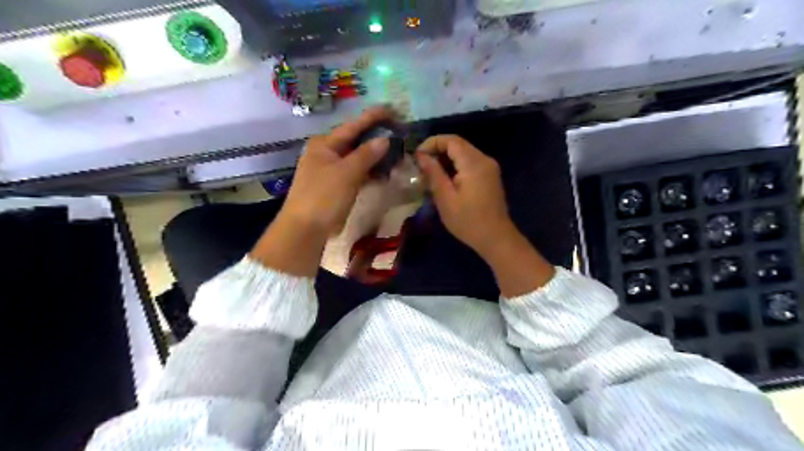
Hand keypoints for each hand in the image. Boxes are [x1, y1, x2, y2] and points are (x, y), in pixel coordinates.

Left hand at [250, 107, 393, 278]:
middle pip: (356, 140)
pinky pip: (357, 173)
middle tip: (399, 132)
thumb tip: (385, 140)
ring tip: (398, 151)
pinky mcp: (336, 185)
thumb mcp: (346, 173)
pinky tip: (385, 172)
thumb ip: (366, 154)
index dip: (373, 117)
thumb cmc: (323, 196)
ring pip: (358, 158)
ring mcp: (331, 170)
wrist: (306, 229)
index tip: (393, 109)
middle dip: (377, 137)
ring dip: (376, 156)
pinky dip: (370, 171)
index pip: (353, 125)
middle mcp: (327, 153)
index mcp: (325, 144)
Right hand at [414, 134, 513, 257]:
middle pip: (458, 145)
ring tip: (429, 174)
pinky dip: (455, 166)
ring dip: (446, 159)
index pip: (451, 140)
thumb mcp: (445, 198)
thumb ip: (433, 173)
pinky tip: (445, 180)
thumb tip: (421, 155)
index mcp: (474, 163)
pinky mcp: (490, 176)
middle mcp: (484, 160)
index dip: (432, 143)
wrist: (495, 238)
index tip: (417, 156)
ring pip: (464, 153)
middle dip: (437, 151)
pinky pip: (470, 163)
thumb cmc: (468, 221)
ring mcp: (489, 167)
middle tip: (421, 166)